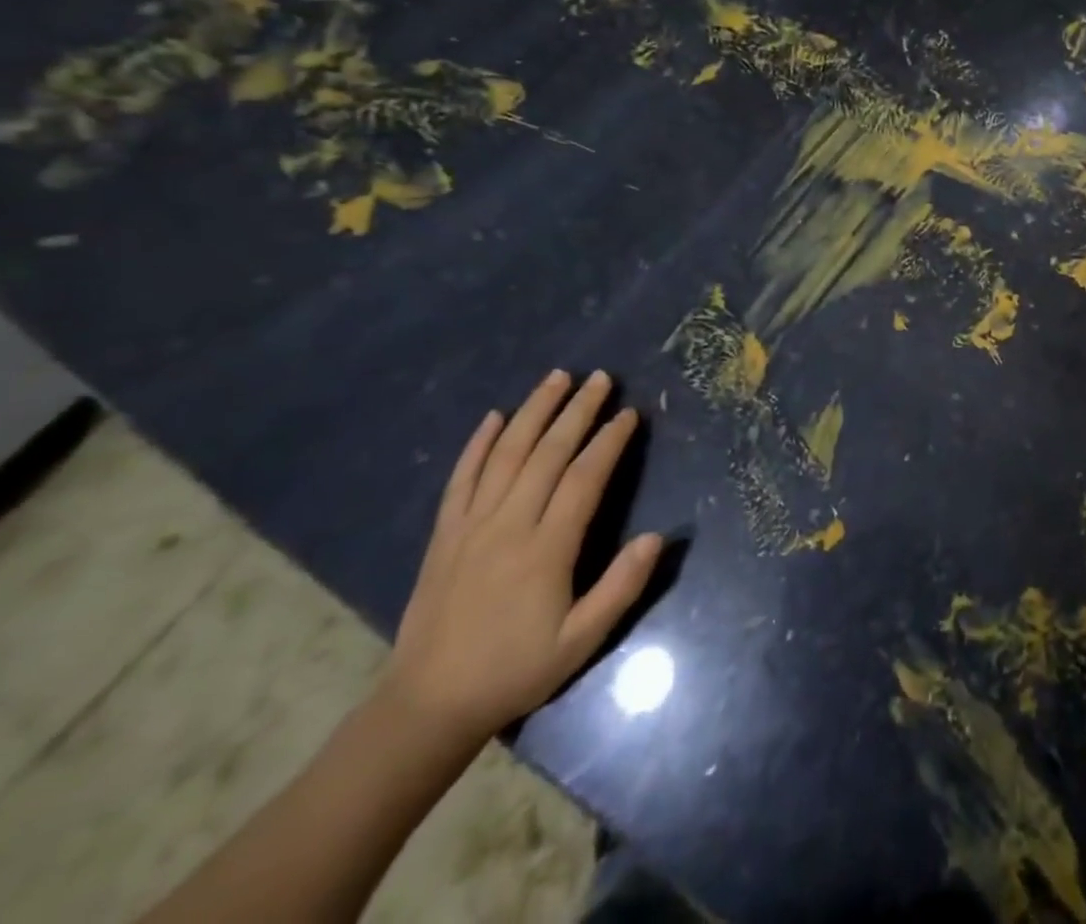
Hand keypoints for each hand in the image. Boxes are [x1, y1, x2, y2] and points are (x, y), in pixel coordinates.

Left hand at [385, 370, 662, 742]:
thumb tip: (657, 536)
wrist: (428, 706)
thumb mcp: (581, 641)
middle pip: (548, 453)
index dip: (609, 441)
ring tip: (556, 379)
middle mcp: (509, 525)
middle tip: (601, 378)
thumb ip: (621, 587)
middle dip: (577, 411)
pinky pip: (461, 479)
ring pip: (506, 454)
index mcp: (546, 549)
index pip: (584, 478)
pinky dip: (478, 444)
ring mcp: (471, 526)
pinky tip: (493, 417)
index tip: (629, 413)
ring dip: (534, 412)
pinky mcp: (444, 535)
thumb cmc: (515, 671)